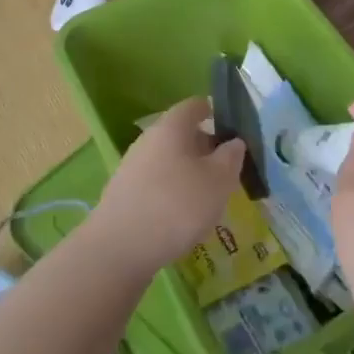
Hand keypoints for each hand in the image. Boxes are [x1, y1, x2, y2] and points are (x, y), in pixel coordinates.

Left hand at [89, 97, 243, 278]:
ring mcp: (132, 166)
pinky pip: (156, 182)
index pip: (194, 106)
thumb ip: (230, 158)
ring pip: (168, 159)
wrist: (119, 247)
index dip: (214, 111)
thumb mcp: (218, 181)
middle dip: (204, 146)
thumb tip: (234, 142)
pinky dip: (173, 190)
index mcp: (171, 127)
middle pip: (180, 134)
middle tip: (227, 167)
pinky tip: (183, 215)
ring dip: (189, 171)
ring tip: (209, 195)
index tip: (232, 127)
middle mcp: (149, 139)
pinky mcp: (125, 193)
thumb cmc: (177, 205)